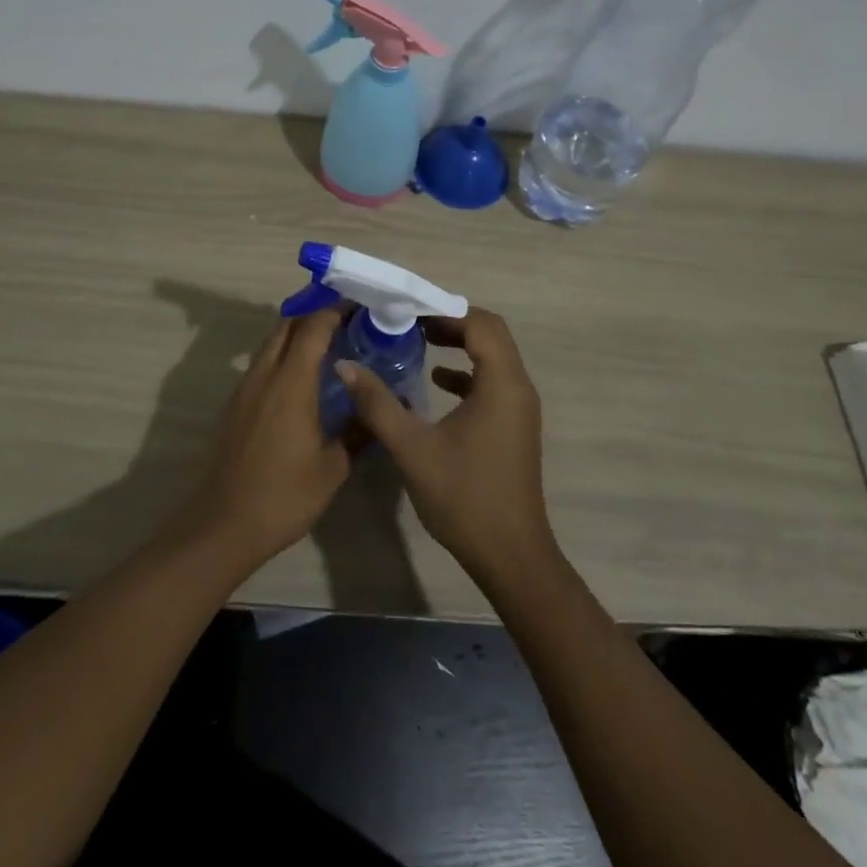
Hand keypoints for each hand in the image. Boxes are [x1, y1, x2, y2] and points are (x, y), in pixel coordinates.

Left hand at [181, 307, 350, 568]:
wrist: (225, 523)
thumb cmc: (285, 495)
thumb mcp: (333, 467)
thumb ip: (358, 431)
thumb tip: (380, 411)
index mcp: (291, 382)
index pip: (313, 327)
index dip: (334, 311)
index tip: (358, 306)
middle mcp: (265, 375)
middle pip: (286, 325)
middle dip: (314, 315)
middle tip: (345, 321)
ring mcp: (245, 388)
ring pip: (270, 343)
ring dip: (295, 334)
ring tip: (327, 346)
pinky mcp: (235, 404)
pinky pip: (261, 364)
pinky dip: (282, 356)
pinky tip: (300, 380)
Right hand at [341, 308, 554, 582]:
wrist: (510, 556)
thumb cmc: (464, 496)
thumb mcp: (412, 448)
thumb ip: (378, 403)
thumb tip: (346, 365)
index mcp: (501, 384)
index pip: (481, 324)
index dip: (444, 311)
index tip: (407, 311)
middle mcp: (518, 387)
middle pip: (490, 334)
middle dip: (451, 322)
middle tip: (411, 322)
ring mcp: (520, 408)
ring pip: (494, 357)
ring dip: (460, 344)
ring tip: (419, 342)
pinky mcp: (514, 426)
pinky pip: (493, 382)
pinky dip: (467, 372)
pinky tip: (436, 383)